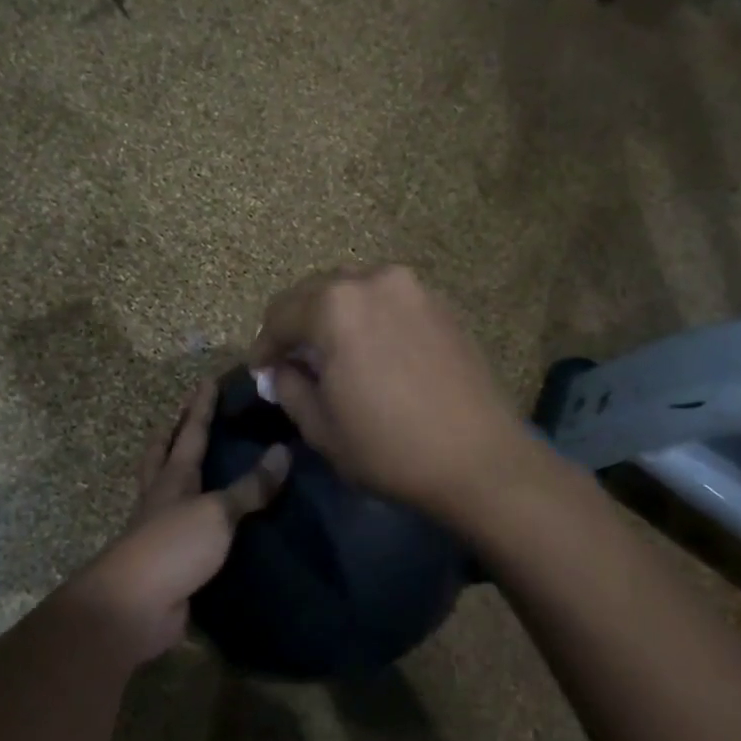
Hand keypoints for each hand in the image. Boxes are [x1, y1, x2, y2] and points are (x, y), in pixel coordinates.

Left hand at [65, 379, 289, 665]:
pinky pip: (184, 527)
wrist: (135, 606)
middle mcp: (162, 497)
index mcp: (174, 477)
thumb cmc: (174, 546)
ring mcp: (160, 529)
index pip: (191, 432)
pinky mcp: (168, 560)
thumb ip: (250, 487)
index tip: (208, 379)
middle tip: (182, 414)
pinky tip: (209, 519)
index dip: (201, 406)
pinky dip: (195, 515)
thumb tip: (283, 451)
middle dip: (172, 432)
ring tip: (193, 460)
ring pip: (166, 488)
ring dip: (175, 470)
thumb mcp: (218, 512)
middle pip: (162, 454)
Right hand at [250, 265, 535, 524]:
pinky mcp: (441, 304)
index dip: (264, 345)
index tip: (261, 370)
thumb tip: (282, 369)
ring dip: (333, 316)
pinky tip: (373, 351)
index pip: (280, 314)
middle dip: (297, 324)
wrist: (480, 459)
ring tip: (333, 353)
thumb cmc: (389, 448)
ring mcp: (413, 289)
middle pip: (315, 292)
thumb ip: (289, 387)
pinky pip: (388, 301)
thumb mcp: (321, 428)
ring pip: (354, 291)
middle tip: (293, 360)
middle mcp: (373, 281)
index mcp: (334, 306)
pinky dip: (369, 318)